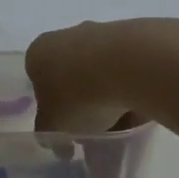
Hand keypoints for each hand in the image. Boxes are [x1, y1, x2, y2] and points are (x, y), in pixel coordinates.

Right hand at [25, 20, 147, 132]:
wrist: (128, 65)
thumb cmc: (77, 95)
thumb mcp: (53, 127)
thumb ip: (49, 134)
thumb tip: (60, 143)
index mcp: (38, 54)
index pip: (39, 82)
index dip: (52, 109)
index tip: (67, 128)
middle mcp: (66, 36)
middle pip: (71, 76)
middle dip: (82, 103)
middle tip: (94, 129)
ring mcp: (100, 33)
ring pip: (100, 73)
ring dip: (108, 97)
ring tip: (122, 126)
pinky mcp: (132, 36)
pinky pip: (127, 71)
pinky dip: (131, 89)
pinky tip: (140, 110)